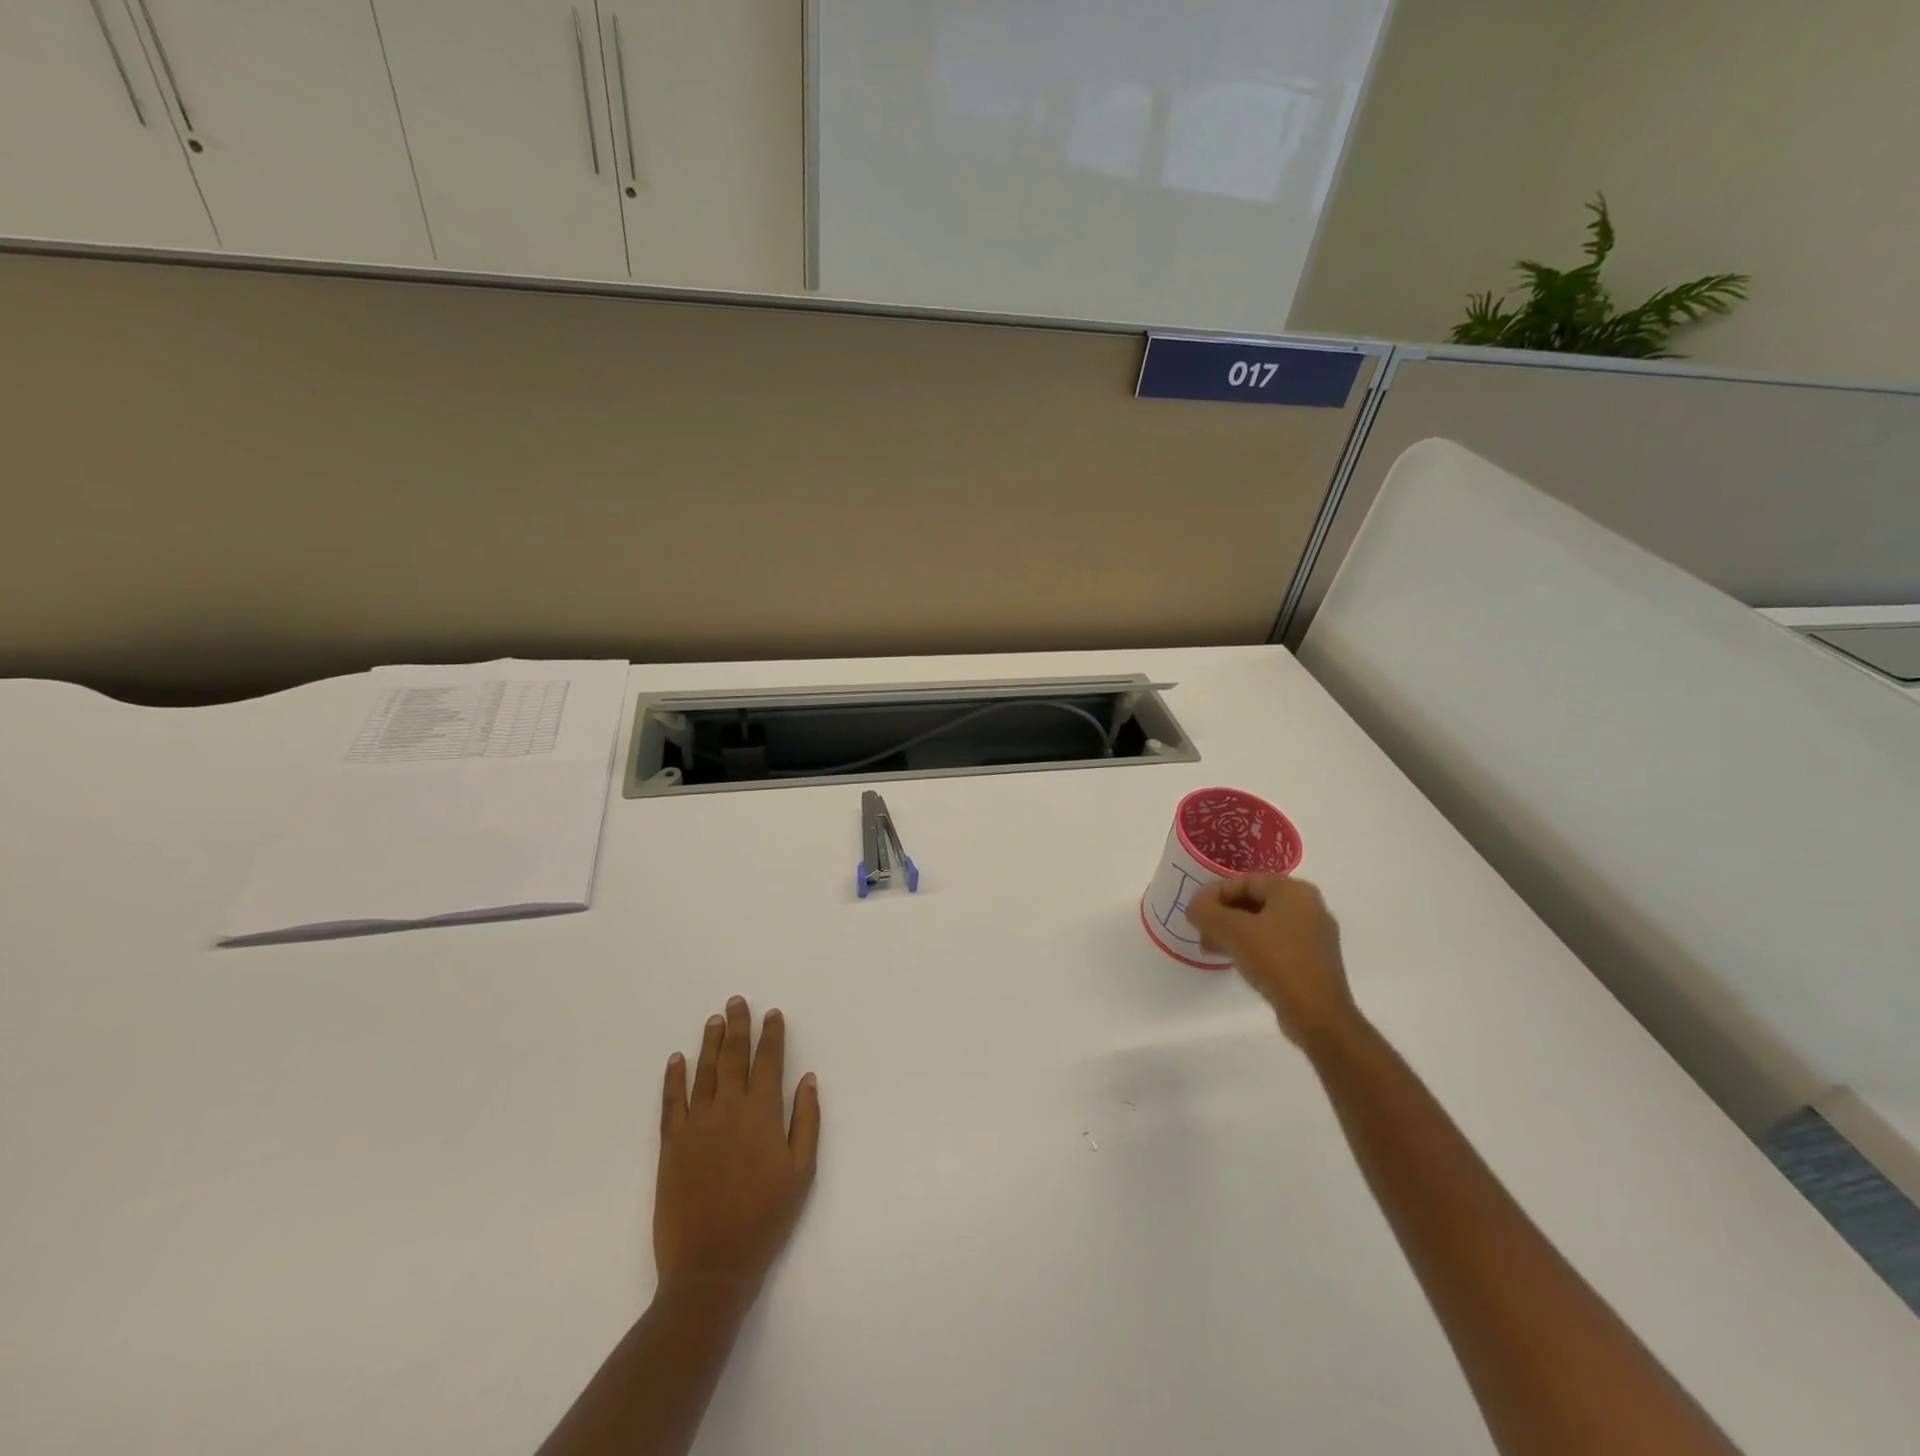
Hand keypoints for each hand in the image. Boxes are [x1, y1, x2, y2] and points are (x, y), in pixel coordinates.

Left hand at [655, 997, 820, 1303]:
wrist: (711, 1266)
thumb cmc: (765, 1219)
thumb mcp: (802, 1173)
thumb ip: (806, 1121)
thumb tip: (808, 1079)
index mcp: (763, 1114)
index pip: (769, 1062)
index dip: (772, 1035)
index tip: (772, 1014)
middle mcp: (729, 1109)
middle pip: (734, 1056)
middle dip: (738, 1026)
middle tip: (737, 1001)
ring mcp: (697, 1125)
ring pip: (704, 1072)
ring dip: (709, 1043)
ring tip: (714, 1020)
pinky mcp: (671, 1145)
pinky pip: (672, 1102)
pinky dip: (674, 1078)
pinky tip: (676, 1059)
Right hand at [1185, 876, 1358, 1048]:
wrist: (1317, 1014)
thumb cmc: (1275, 960)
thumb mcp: (1231, 931)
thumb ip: (1206, 911)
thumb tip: (1195, 907)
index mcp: (1294, 891)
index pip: (1244, 882)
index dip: (1214, 895)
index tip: (1195, 913)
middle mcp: (1309, 907)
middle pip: (1254, 902)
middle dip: (1223, 916)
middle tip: (1201, 932)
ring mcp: (1314, 935)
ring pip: (1263, 925)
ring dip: (1234, 933)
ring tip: (1212, 949)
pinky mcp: (1314, 961)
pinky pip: (1276, 944)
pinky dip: (1252, 947)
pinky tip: (1235, 961)